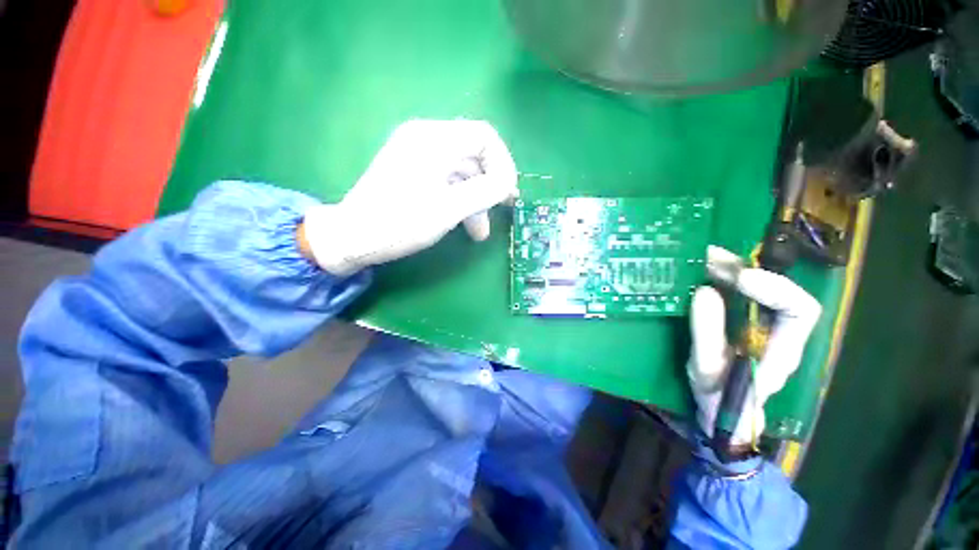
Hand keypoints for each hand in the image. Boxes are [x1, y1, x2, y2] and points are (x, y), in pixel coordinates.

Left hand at [300, 119, 518, 275]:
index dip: (503, 163)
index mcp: (434, 139)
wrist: (352, 237)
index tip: (507, 193)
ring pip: (461, 172)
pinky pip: (447, 181)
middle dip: (491, 185)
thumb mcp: (449, 209)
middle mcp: (426, 138)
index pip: (485, 136)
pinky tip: (463, 224)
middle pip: (474, 155)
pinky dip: (460, 200)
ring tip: (480, 232)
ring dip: (476, 199)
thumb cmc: (401, 222)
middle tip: (501, 210)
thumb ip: (485, 191)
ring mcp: (417, 155)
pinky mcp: (412, 172)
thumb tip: (508, 183)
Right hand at [687, 246, 821, 445]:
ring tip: (701, 258)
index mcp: (782, 347)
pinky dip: (719, 275)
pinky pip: (734, 290)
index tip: (738, 279)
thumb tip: (704, 291)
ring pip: (756, 285)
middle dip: (744, 269)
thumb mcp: (706, 369)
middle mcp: (776, 329)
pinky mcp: (737, 318)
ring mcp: (757, 322)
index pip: (801, 309)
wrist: (716, 410)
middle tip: (708, 259)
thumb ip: (707, 334)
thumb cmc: (717, 397)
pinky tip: (700, 270)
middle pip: (776, 288)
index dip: (774, 288)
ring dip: (730, 267)